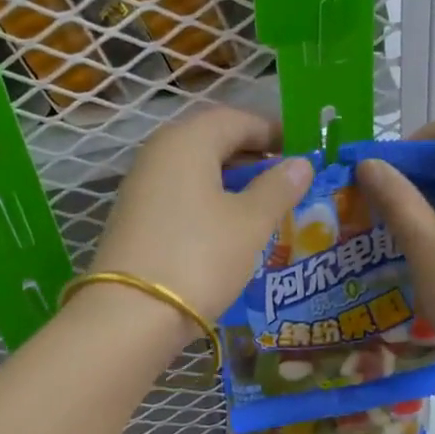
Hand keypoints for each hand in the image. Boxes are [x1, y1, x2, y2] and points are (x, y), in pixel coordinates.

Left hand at [93, 107, 313, 323]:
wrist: (132, 314)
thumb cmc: (200, 257)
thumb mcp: (251, 222)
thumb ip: (278, 188)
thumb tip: (300, 163)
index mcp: (188, 140)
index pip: (237, 119)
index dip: (273, 131)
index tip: (302, 151)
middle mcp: (159, 153)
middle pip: (213, 141)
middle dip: (253, 155)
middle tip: (288, 178)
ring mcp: (142, 185)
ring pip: (196, 169)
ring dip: (232, 180)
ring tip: (265, 204)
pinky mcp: (135, 217)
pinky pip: (181, 193)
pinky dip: (209, 200)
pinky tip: (229, 226)